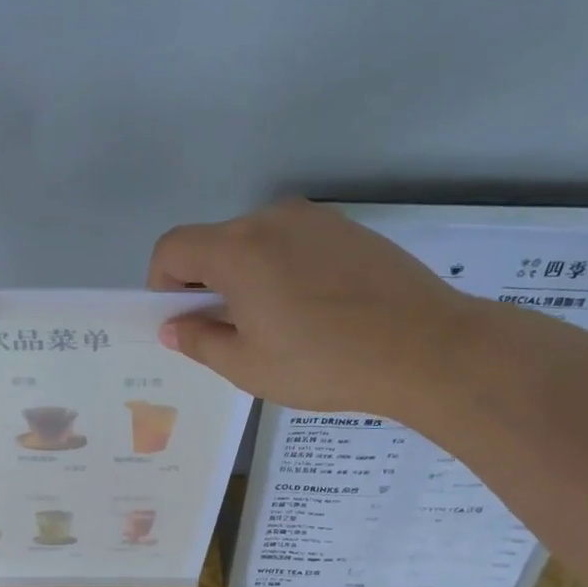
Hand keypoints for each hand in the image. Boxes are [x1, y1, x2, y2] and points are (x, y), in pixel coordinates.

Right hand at [148, 200, 474, 419]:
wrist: (426, 348)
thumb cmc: (324, 363)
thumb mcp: (248, 366)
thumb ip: (199, 341)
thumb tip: (173, 326)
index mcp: (237, 250)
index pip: (172, 249)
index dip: (162, 285)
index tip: (182, 321)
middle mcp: (271, 220)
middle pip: (214, 243)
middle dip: (205, 284)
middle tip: (229, 333)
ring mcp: (315, 220)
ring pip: (257, 243)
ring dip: (246, 278)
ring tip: (278, 325)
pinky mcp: (349, 230)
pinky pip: (295, 244)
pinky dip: (283, 271)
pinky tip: (315, 312)